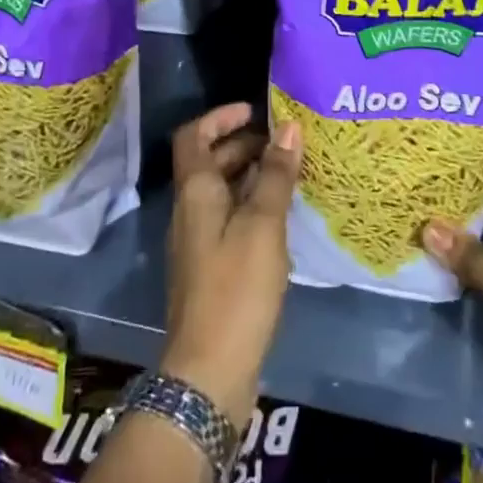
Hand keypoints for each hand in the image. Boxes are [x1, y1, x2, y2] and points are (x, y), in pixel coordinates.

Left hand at [162, 103, 302, 427]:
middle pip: (209, 162)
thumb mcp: (262, 225)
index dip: (221, 117)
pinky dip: (253, 206)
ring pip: (222, 192)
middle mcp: (190, 211)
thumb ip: (275, 175)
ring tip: (292, 172)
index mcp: (195, 192)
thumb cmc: (236, 288)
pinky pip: (230, 219)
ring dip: (252, 175)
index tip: (256, 111)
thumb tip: (289, 127)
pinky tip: (283, 216)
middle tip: (286, 142)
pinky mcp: (212, 268)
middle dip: (244, 144)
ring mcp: (198, 241)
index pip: (195, 136)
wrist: (209, 371)